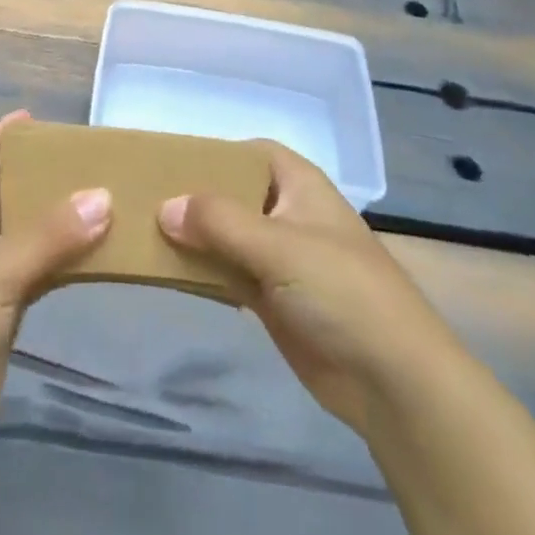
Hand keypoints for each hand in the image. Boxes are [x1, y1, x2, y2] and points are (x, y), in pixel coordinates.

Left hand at [0, 112, 112, 472]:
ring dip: (56, 223)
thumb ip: (51, 234)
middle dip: (40, 179)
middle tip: (88, 163)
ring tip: (104, 201)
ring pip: (23, 236)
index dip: (1, 135)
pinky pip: (34, 274)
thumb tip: (103, 196)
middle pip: (3, 194)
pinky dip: (61, 263)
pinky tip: (95, 255)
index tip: (38, 120)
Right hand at [160, 141, 452, 433]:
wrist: (393, 381)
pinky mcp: (272, 298)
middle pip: (233, 193)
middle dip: (194, 196)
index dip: (214, 152)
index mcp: (299, 185)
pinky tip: (167, 270)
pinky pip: (227, 273)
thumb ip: (219, 222)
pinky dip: (202, 271)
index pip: (250, 152)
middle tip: (142, 197)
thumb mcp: (279, 246)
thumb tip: (165, 207)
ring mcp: (280, 258)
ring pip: (226, 235)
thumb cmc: (342, 292)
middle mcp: (287, 214)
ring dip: (193, 236)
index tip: (169, 161)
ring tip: (141, 230)